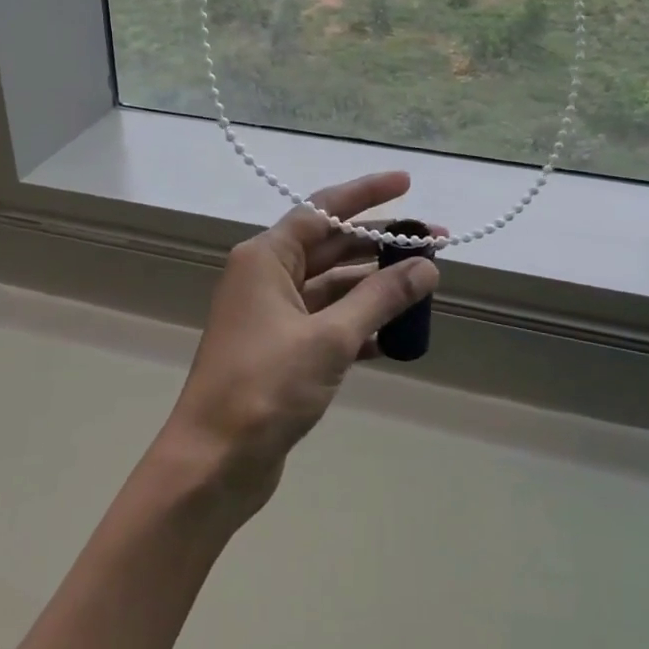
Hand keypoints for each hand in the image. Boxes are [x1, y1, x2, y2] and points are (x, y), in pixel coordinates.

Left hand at [161, 172, 439, 512]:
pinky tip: (394, 336)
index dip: (366, 194)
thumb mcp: (330, 338)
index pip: (322, 210)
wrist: (214, 463)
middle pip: (330, 246)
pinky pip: (327, 322)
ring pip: (332, 287)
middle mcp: (265, 277)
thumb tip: (426, 267)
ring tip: (424, 287)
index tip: (407, 185)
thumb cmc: (266, 387)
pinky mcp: (281, 350)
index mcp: (266, 258)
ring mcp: (272, 315)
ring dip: (373, 287)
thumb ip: (380, 298)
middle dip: (380, 244)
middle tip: (434, 243)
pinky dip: (359, 325)